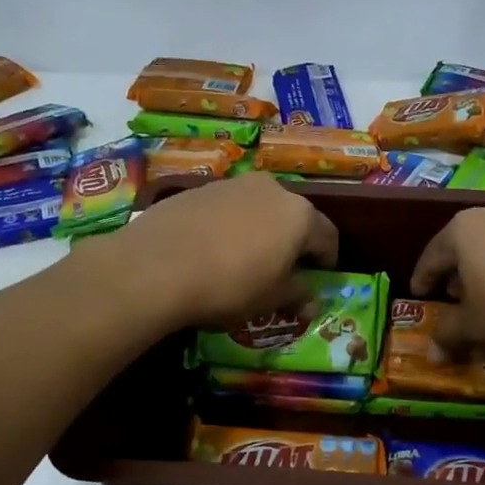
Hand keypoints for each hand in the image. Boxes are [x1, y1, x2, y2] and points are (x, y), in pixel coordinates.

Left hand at [93, 173, 337, 329]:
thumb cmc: (229, 285)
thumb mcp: (270, 299)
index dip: (328, 258)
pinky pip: (227, 207)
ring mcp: (233, 184)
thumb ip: (297, 294)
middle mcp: (272, 189)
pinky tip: (213, 248)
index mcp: (299, 215)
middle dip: (293, 240)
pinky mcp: (200, 188)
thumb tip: (312, 300)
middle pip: (294, 216)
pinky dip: (230, 224)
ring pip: (259, 207)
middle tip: (283, 267)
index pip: (328, 236)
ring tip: (245, 257)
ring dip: (260, 229)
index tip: (320, 276)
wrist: (157, 265)